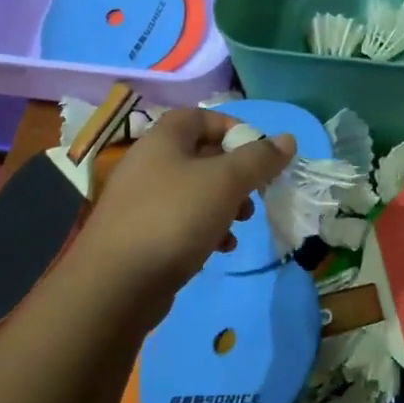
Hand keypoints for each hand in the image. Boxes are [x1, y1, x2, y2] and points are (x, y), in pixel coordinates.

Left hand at [64, 106, 294, 314]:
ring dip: (224, 204)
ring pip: (194, 191)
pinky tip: (219, 249)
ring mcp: (142, 201)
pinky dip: (205, 229)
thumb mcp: (225, 182)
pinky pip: (180, 221)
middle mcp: (149, 163)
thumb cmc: (174, 218)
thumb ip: (259, 159)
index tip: (261, 153)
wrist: (116, 284)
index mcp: (164, 139)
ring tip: (241, 224)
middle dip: (235, 174)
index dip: (234, 129)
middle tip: (255, 193)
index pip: (202, 117)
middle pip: (201, 155)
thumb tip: (287, 139)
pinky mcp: (141, 234)